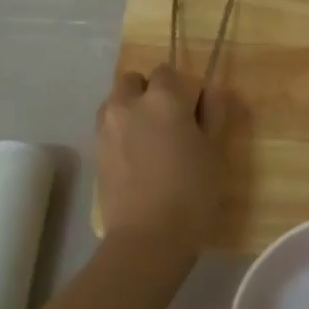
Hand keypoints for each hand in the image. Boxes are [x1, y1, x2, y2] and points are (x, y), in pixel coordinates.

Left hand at [96, 64, 219, 248]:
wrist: (148, 237)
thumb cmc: (192, 193)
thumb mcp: (214, 151)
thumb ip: (213, 113)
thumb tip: (211, 89)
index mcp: (163, 98)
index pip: (168, 71)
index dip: (181, 89)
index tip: (193, 112)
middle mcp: (128, 103)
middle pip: (134, 80)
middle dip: (149, 92)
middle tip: (169, 123)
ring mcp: (106, 127)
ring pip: (116, 101)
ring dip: (131, 109)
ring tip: (149, 141)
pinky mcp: (95, 150)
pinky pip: (108, 127)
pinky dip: (120, 132)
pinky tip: (136, 159)